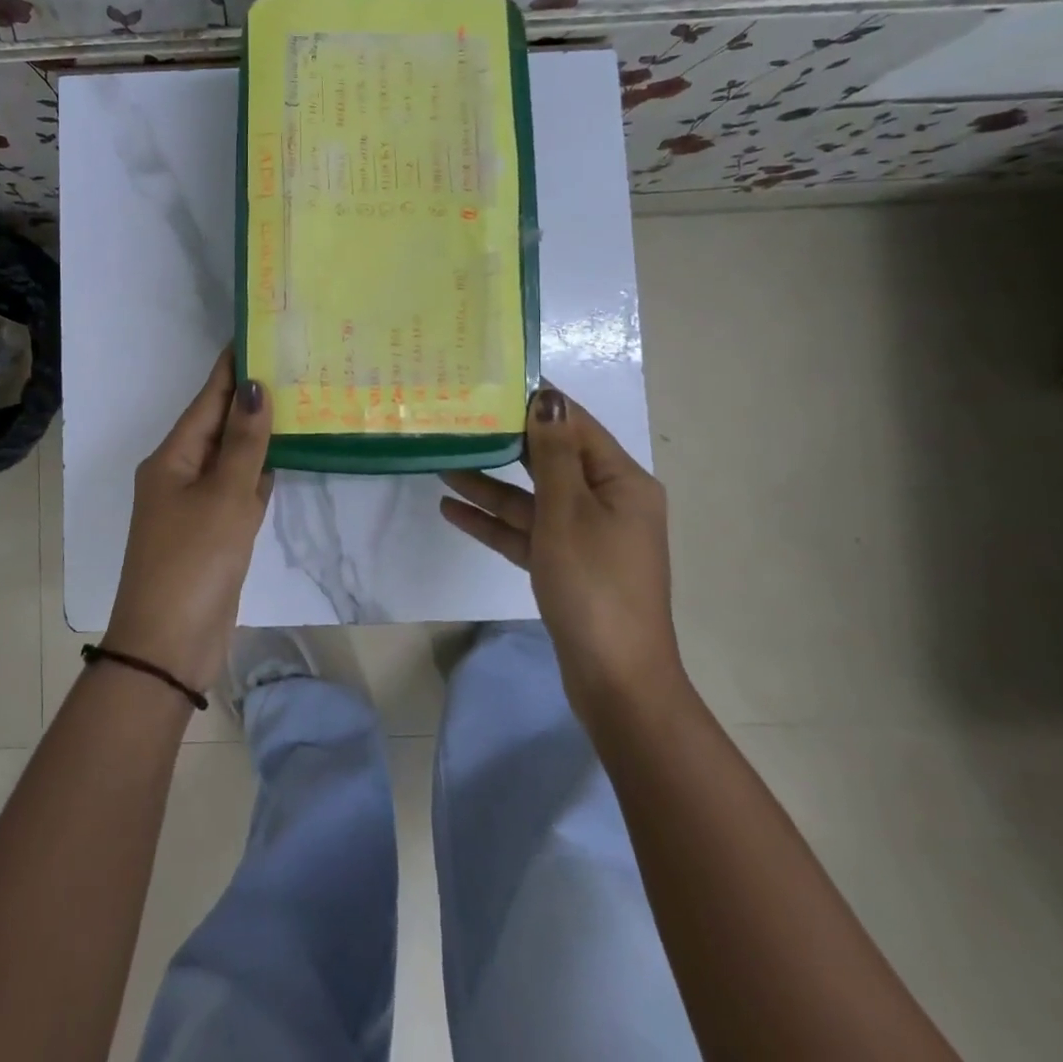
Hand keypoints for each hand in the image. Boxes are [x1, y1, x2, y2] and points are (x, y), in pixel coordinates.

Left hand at [105, 349, 273, 692]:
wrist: (169, 646)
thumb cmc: (193, 562)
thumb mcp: (222, 497)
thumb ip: (243, 444)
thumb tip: (255, 387)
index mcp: (172, 457)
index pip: (207, 399)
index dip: (231, 367)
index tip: (257, 333)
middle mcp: (181, 473)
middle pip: (219, 425)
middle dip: (251, 397)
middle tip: (293, 363)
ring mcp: (197, 505)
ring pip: (232, 458)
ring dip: (259, 434)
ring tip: (298, 400)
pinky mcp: (214, 533)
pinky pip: (239, 490)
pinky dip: (260, 473)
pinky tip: (286, 457)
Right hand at [439, 384, 682, 716]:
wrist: (616, 680)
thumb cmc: (594, 585)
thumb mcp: (568, 512)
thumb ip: (552, 454)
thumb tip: (547, 399)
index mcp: (622, 482)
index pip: (576, 426)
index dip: (537, 403)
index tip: (493, 382)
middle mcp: (607, 502)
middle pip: (550, 461)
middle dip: (505, 442)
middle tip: (459, 417)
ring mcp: (585, 536)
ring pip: (532, 498)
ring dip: (490, 484)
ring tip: (440, 462)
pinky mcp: (564, 565)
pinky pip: (526, 531)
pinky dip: (493, 521)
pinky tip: (451, 509)